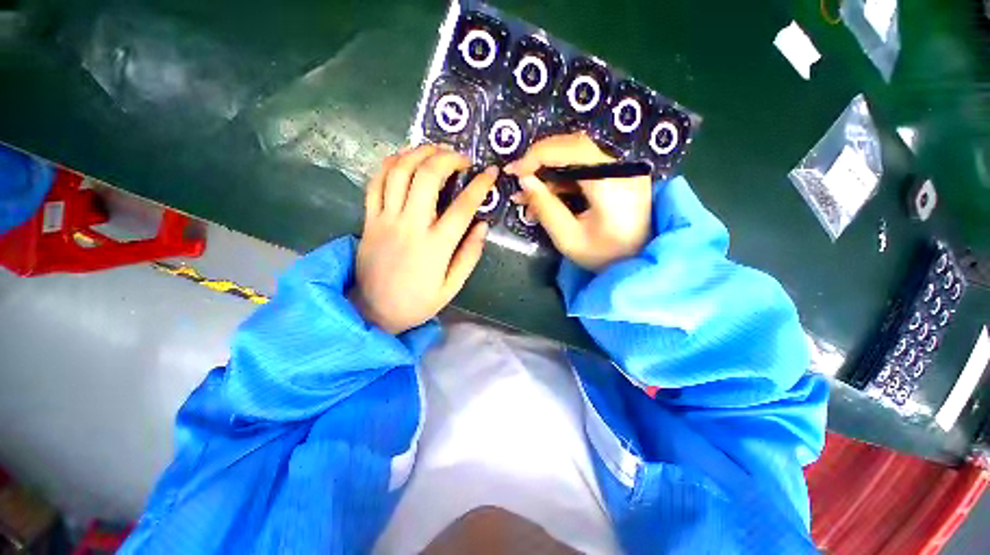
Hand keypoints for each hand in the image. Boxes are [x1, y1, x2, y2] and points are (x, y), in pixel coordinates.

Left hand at [352, 145, 497, 333]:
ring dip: (419, 153)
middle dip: (447, 158)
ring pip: (399, 172)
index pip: (463, 207)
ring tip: (435, 150)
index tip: (491, 172)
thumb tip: (483, 225)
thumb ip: (469, 255)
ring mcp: (385, 220)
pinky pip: (375, 183)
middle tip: (461, 158)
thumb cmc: (418, 302)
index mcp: (436, 246)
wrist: (373, 311)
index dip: (480, 185)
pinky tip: (404, 160)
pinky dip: (390, 164)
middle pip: (427, 177)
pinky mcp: (369, 219)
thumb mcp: (452, 287)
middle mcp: (410, 226)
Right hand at [505, 133, 652, 271]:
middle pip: (575, 147)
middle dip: (541, 159)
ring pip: (577, 156)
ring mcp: (623, 171)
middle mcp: (622, 169)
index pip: (573, 150)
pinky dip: (562, 179)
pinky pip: (585, 168)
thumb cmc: (604, 257)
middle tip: (518, 178)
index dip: (539, 154)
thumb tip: (524, 181)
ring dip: (549, 172)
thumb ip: (545, 207)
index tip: (515, 171)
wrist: (638, 263)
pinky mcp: (619, 176)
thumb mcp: (568, 238)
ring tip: (528, 197)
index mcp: (613, 185)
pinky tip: (546, 196)